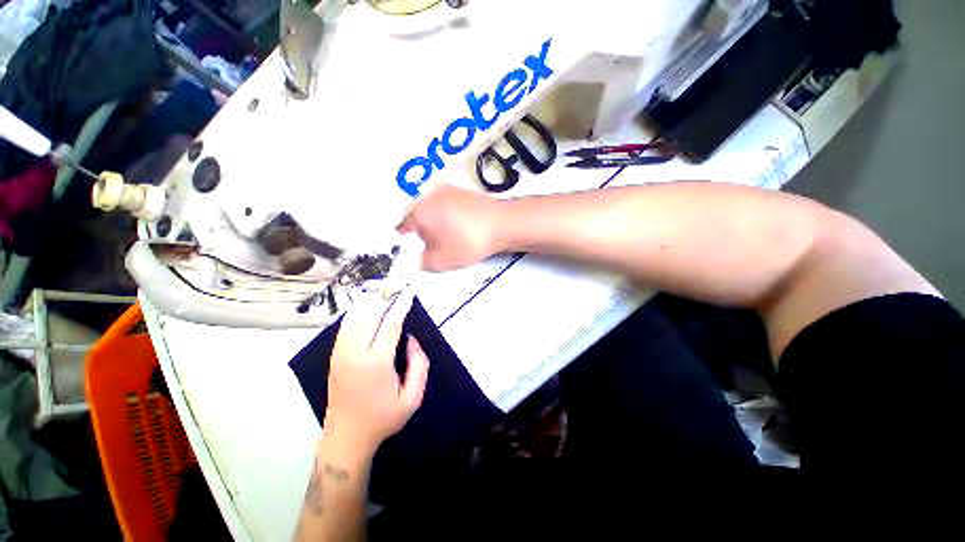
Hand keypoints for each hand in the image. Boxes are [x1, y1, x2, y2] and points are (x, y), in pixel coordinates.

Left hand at [324, 292, 429, 456]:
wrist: (346, 437)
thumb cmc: (383, 418)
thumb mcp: (412, 398)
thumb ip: (419, 365)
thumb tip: (413, 339)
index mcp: (377, 363)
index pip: (390, 324)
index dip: (401, 306)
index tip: (408, 293)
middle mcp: (355, 353)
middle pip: (370, 315)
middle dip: (384, 298)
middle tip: (396, 286)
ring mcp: (341, 354)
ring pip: (354, 318)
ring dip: (368, 302)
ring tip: (382, 291)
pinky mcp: (335, 357)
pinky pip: (344, 328)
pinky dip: (355, 313)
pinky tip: (364, 306)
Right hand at [397, 185, 504, 271]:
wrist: (501, 223)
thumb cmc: (467, 241)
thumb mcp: (442, 261)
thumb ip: (423, 262)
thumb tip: (417, 259)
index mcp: (419, 211)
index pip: (402, 229)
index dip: (406, 244)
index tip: (415, 255)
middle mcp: (429, 196)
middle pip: (417, 218)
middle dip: (422, 235)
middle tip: (433, 249)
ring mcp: (447, 191)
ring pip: (433, 211)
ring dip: (436, 226)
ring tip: (449, 239)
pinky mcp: (463, 191)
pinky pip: (447, 207)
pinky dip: (448, 218)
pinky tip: (460, 228)